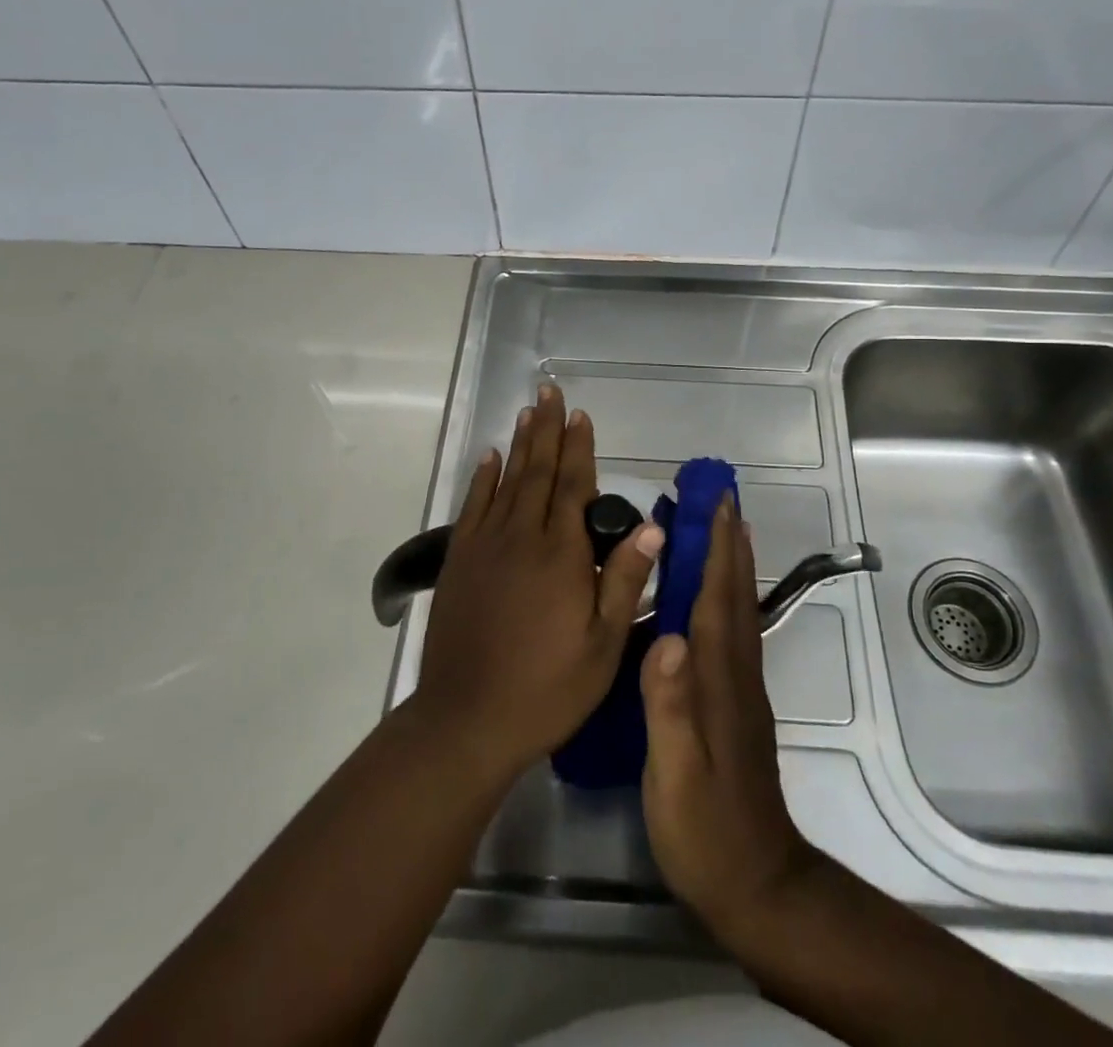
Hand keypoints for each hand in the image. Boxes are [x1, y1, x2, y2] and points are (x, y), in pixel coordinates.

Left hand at [415, 383, 663, 778]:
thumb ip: (624, 581)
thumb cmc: (547, 688)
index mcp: (561, 553)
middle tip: (549, 393)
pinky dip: (482, 479)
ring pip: (506, 481)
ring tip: (527, 412)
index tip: (579, 415)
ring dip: (518, 445)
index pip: (573, 485)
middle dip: (546, 429)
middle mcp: (521, 536)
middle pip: (537, 471)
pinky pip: (473, 507)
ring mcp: (485, 546)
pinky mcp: (459, 562)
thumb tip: (653, 526)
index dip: (578, 447)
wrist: (467, 720)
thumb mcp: (603, 645)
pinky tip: (488, 459)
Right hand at [640, 500, 822, 936]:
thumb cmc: (705, 828)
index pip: (717, 599)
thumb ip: (669, 706)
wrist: (756, 884)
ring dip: (734, 564)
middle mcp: (736, 673)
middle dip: (730, 543)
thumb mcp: (675, 773)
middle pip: (735, 594)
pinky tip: (718, 598)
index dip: (717, 549)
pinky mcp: (739, 706)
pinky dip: (731, 598)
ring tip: (726, 530)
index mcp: (718, 679)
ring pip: (739, 610)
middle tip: (722, 498)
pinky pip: (735, 632)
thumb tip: (667, 637)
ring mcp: (742, 690)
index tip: (716, 503)